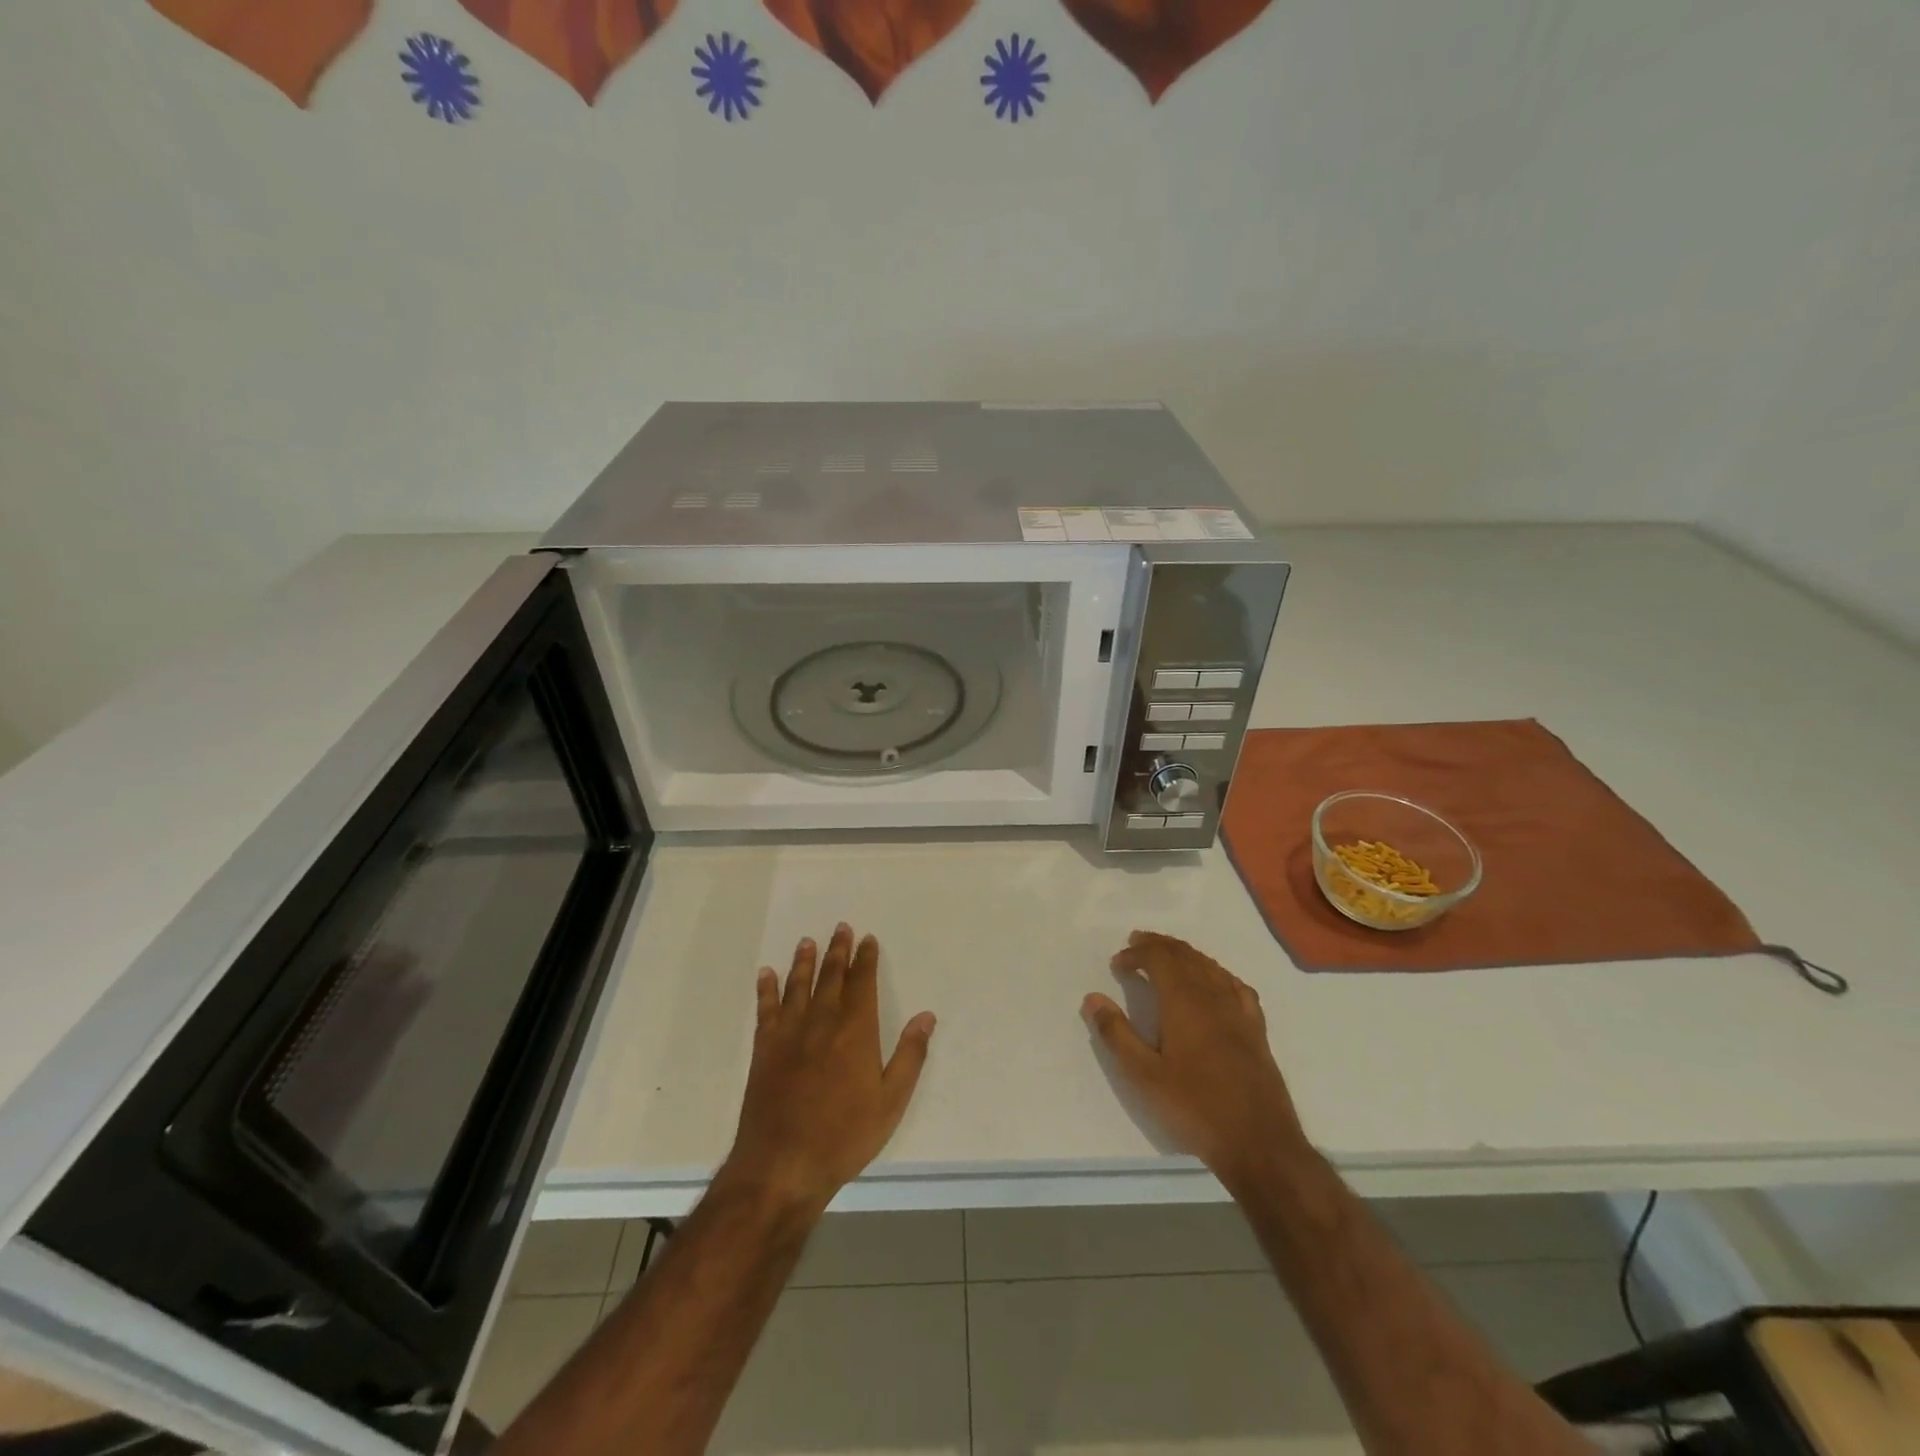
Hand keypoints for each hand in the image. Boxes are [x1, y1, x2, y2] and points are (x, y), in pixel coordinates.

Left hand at [724, 924, 935, 1216]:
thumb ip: (910, 1056)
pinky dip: (766, 990)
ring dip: (804, 962)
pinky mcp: (764, 1050)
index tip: (868, 939)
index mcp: (856, 1031)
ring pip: (798, 986)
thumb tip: (926, 1016)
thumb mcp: (891, 1102)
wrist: (782, 1165)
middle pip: (831, 976)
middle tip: (841, 927)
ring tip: (807, 942)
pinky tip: (766, 974)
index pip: (863, 983)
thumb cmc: (844, 1136)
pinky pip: (765, 1010)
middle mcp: (822, 1021)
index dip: (866, 959)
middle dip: (838, 951)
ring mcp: (789, 1034)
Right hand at [1083, 930, 1307, 1188]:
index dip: (1136, 953)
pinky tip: (1213, 981)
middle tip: (1136, 943)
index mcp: (1184, 1000)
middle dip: (1158, 945)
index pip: (1159, 958)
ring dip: (1185, 954)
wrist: (1259, 1143)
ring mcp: (1238, 1010)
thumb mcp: (1144, 1075)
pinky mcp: (1256, 1028)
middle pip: (1185, 954)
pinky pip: (1233, 984)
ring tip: (1167, 955)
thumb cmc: (1195, 1107)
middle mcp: (1213, 995)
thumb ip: (1116, 1033)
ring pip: (1209, 965)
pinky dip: (1215, 972)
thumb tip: (1092, 998)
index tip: (1117, 963)